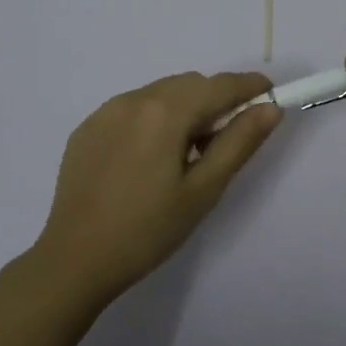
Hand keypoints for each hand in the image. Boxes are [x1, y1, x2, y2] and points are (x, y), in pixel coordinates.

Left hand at [34, 71, 281, 300]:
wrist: (74, 260)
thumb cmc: (148, 230)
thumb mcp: (203, 190)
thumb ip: (239, 143)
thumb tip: (270, 109)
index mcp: (164, 112)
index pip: (219, 85)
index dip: (249, 87)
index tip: (270, 97)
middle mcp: (133, 99)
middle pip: (189, 84)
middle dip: (216, 101)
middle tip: (225, 141)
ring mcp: (105, 112)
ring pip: (160, 94)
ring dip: (184, 109)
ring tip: (186, 155)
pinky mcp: (87, 129)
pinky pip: (132, 109)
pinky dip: (153, 119)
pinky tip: (149, 160)